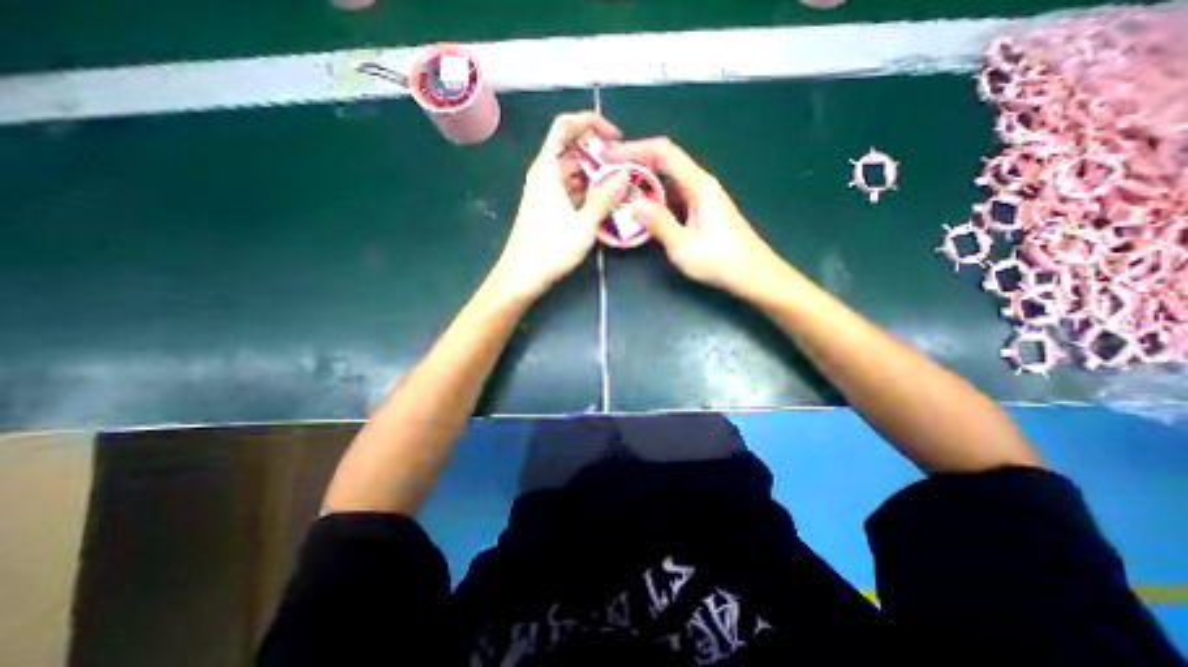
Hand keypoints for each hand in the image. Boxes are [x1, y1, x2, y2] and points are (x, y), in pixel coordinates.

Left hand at [490, 112, 630, 298]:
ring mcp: (547, 193)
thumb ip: (604, 198)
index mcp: (547, 170)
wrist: (521, 277)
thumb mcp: (583, 225)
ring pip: (575, 173)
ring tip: (623, 187)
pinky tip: (607, 204)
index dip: (591, 123)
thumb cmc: (549, 250)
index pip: (565, 126)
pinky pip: (572, 191)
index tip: (616, 138)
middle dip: (601, 155)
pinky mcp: (550, 208)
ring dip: (598, 177)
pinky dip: (589, 193)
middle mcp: (545, 175)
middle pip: (574, 150)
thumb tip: (624, 175)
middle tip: (627, 170)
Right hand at [605, 136, 786, 294]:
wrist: (753, 274)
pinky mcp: (700, 211)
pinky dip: (654, 199)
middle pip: (664, 162)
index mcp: (698, 185)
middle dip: (634, 163)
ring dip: (643, 183)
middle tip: (607, 174)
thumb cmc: (721, 261)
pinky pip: (672, 197)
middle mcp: (700, 184)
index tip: (609, 155)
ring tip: (618, 192)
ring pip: (667, 181)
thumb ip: (659, 223)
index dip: (634, 148)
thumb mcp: (684, 246)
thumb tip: (633, 203)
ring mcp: (701, 198)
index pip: (664, 152)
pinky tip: (640, 212)